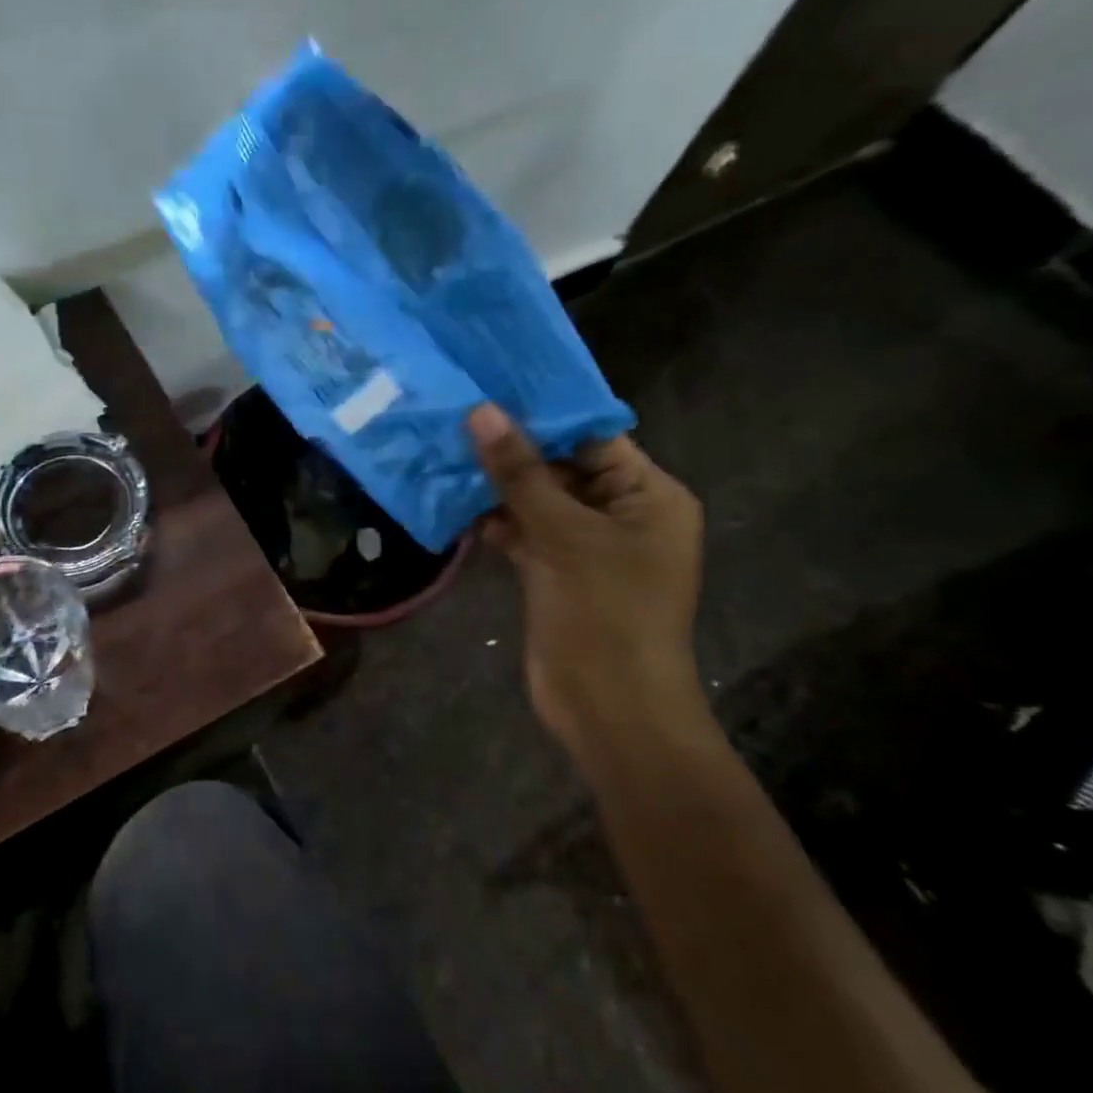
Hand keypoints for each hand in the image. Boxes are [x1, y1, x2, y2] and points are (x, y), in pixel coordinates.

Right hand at [468, 404, 703, 742]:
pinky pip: (523, 532)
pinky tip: (453, 503)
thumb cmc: (604, 613)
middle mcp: (622, 513)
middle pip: (562, 466)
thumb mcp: (563, 535)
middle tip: (455, 412)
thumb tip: (482, 411)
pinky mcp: (556, 572)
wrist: (609, 709)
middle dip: (510, 447)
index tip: (490, 382)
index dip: (543, 411)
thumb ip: (521, 473)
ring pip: (537, 500)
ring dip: (495, 484)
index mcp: (648, 495)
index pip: (593, 436)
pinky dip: (494, 521)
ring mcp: (586, 545)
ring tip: (443, 448)